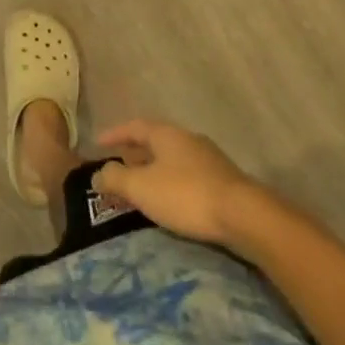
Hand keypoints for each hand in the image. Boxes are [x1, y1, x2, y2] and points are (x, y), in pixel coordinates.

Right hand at [93, 120, 276, 255]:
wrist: (246, 217)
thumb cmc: (186, 195)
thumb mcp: (141, 188)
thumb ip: (115, 178)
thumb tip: (97, 174)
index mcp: (165, 134)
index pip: (133, 127)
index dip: (114, 134)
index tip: (98, 144)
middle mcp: (187, 139)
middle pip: (155, 142)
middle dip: (135, 154)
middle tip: (119, 168)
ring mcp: (210, 160)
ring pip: (173, 160)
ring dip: (154, 171)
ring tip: (143, 188)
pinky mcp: (225, 182)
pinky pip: (188, 176)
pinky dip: (172, 184)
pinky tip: (171, 202)